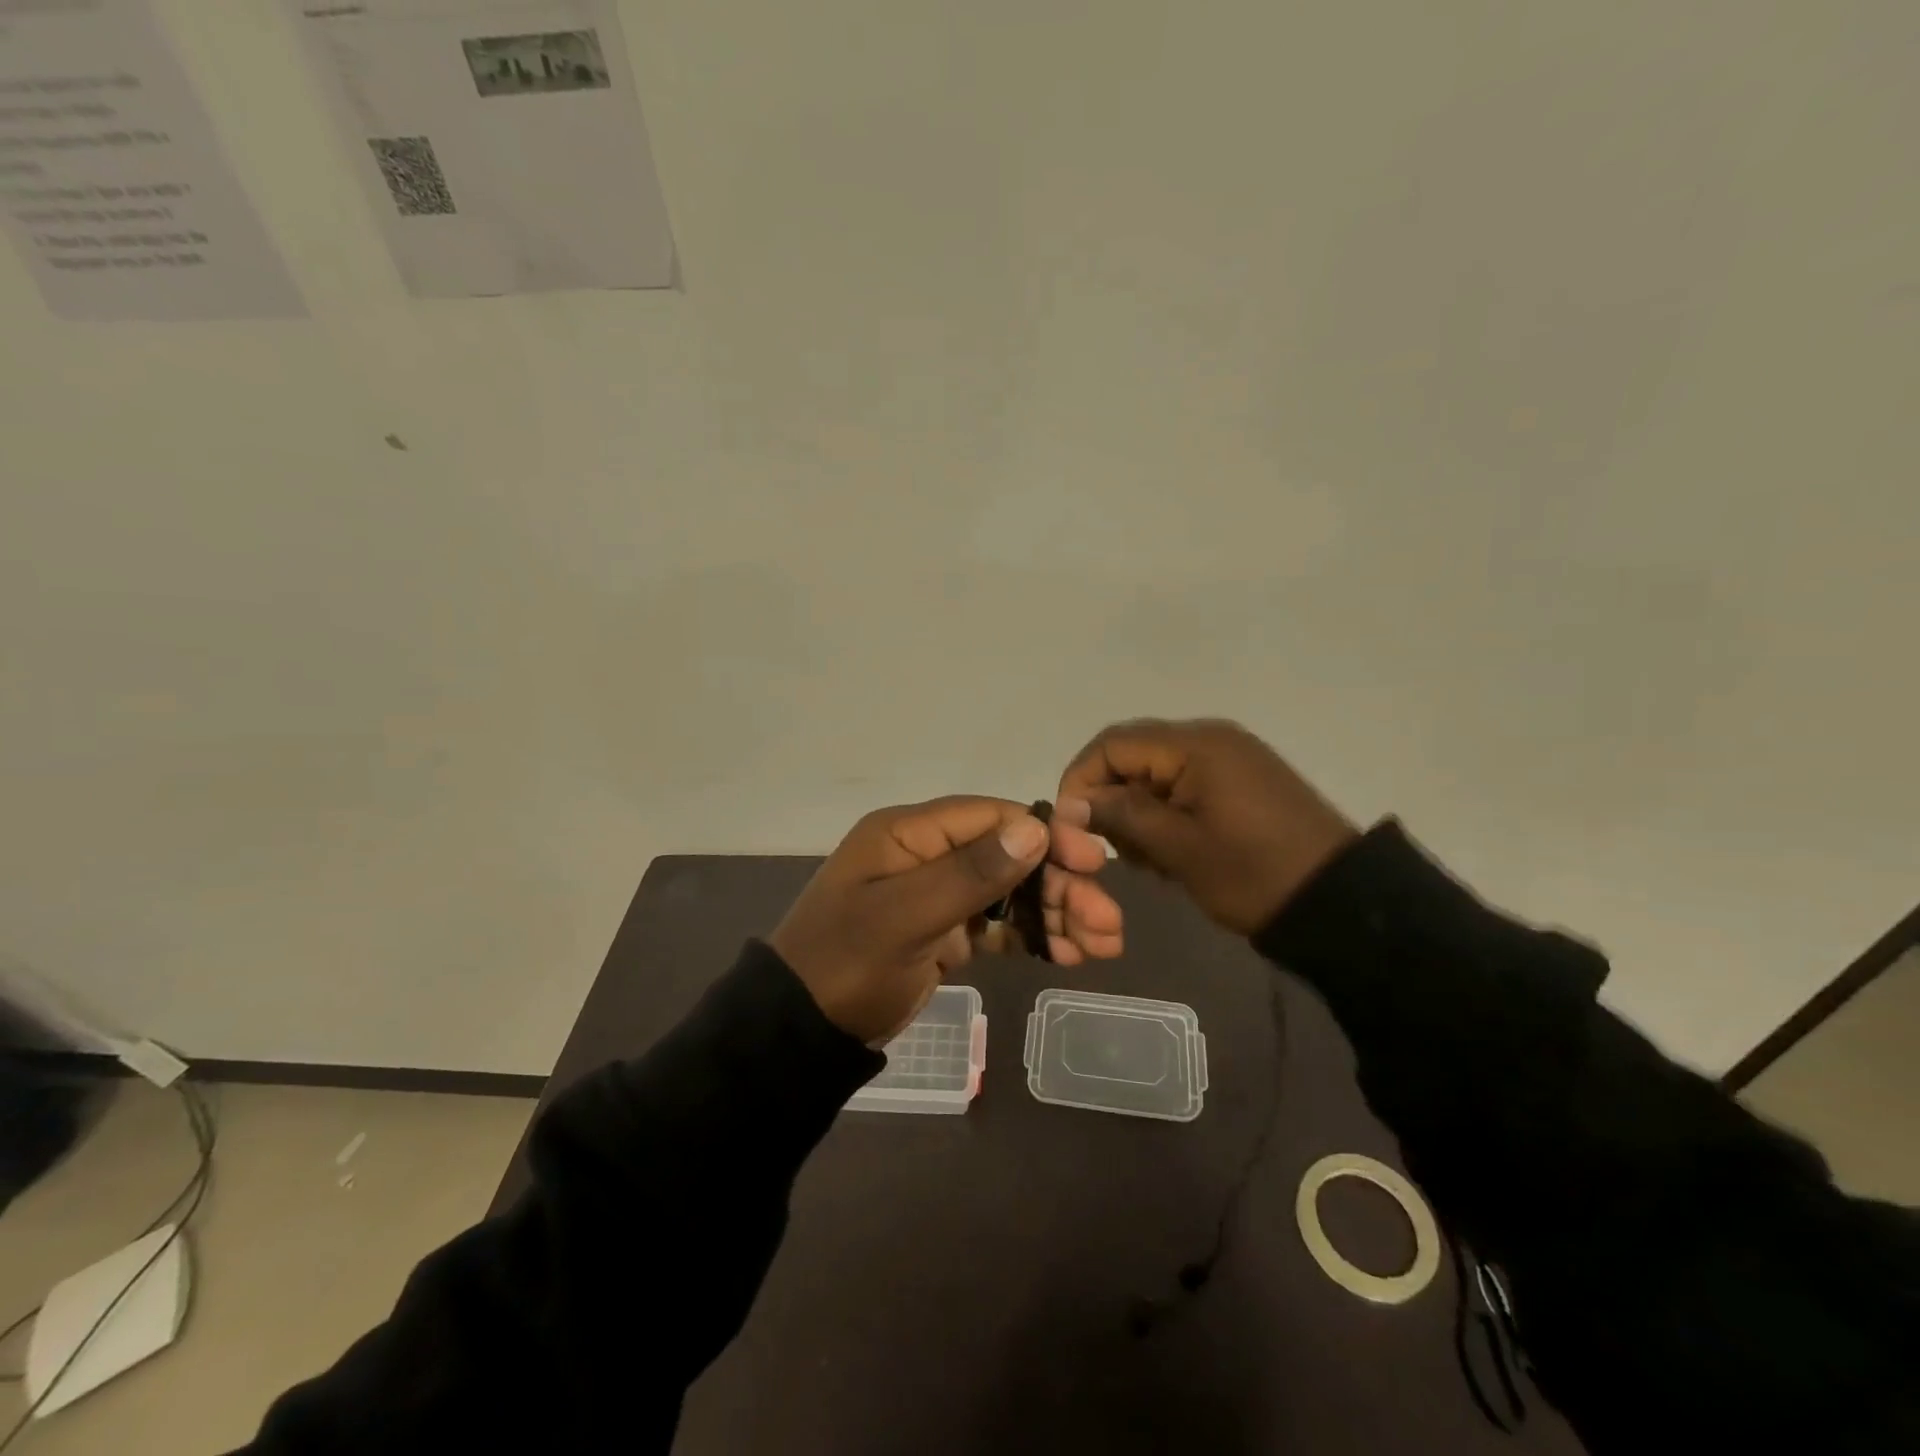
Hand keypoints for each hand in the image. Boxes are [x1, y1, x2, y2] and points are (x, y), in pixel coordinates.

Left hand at [769, 796, 1119, 1043]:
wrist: (799, 1033)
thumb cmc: (846, 965)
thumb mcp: (904, 918)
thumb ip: (969, 874)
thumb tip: (1035, 829)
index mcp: (909, 834)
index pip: (990, 817)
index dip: (1044, 835)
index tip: (1091, 862)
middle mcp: (926, 854)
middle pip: (1007, 855)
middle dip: (1059, 884)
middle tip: (1108, 921)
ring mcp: (935, 894)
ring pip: (1008, 891)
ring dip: (1055, 912)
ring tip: (1104, 944)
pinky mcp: (942, 931)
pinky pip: (996, 924)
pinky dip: (1031, 935)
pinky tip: (1069, 954)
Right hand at [1053, 718, 1358, 936]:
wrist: (1341, 902)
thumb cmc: (1253, 873)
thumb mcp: (1179, 848)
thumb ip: (1121, 817)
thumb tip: (1071, 804)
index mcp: (1195, 745)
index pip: (1112, 744)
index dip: (1081, 780)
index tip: (1071, 826)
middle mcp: (1210, 738)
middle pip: (1133, 755)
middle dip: (1111, 800)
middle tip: (1114, 851)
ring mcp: (1229, 757)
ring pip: (1156, 773)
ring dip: (1138, 811)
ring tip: (1149, 859)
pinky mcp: (1241, 779)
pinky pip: (1184, 784)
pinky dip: (1166, 813)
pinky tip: (1173, 851)